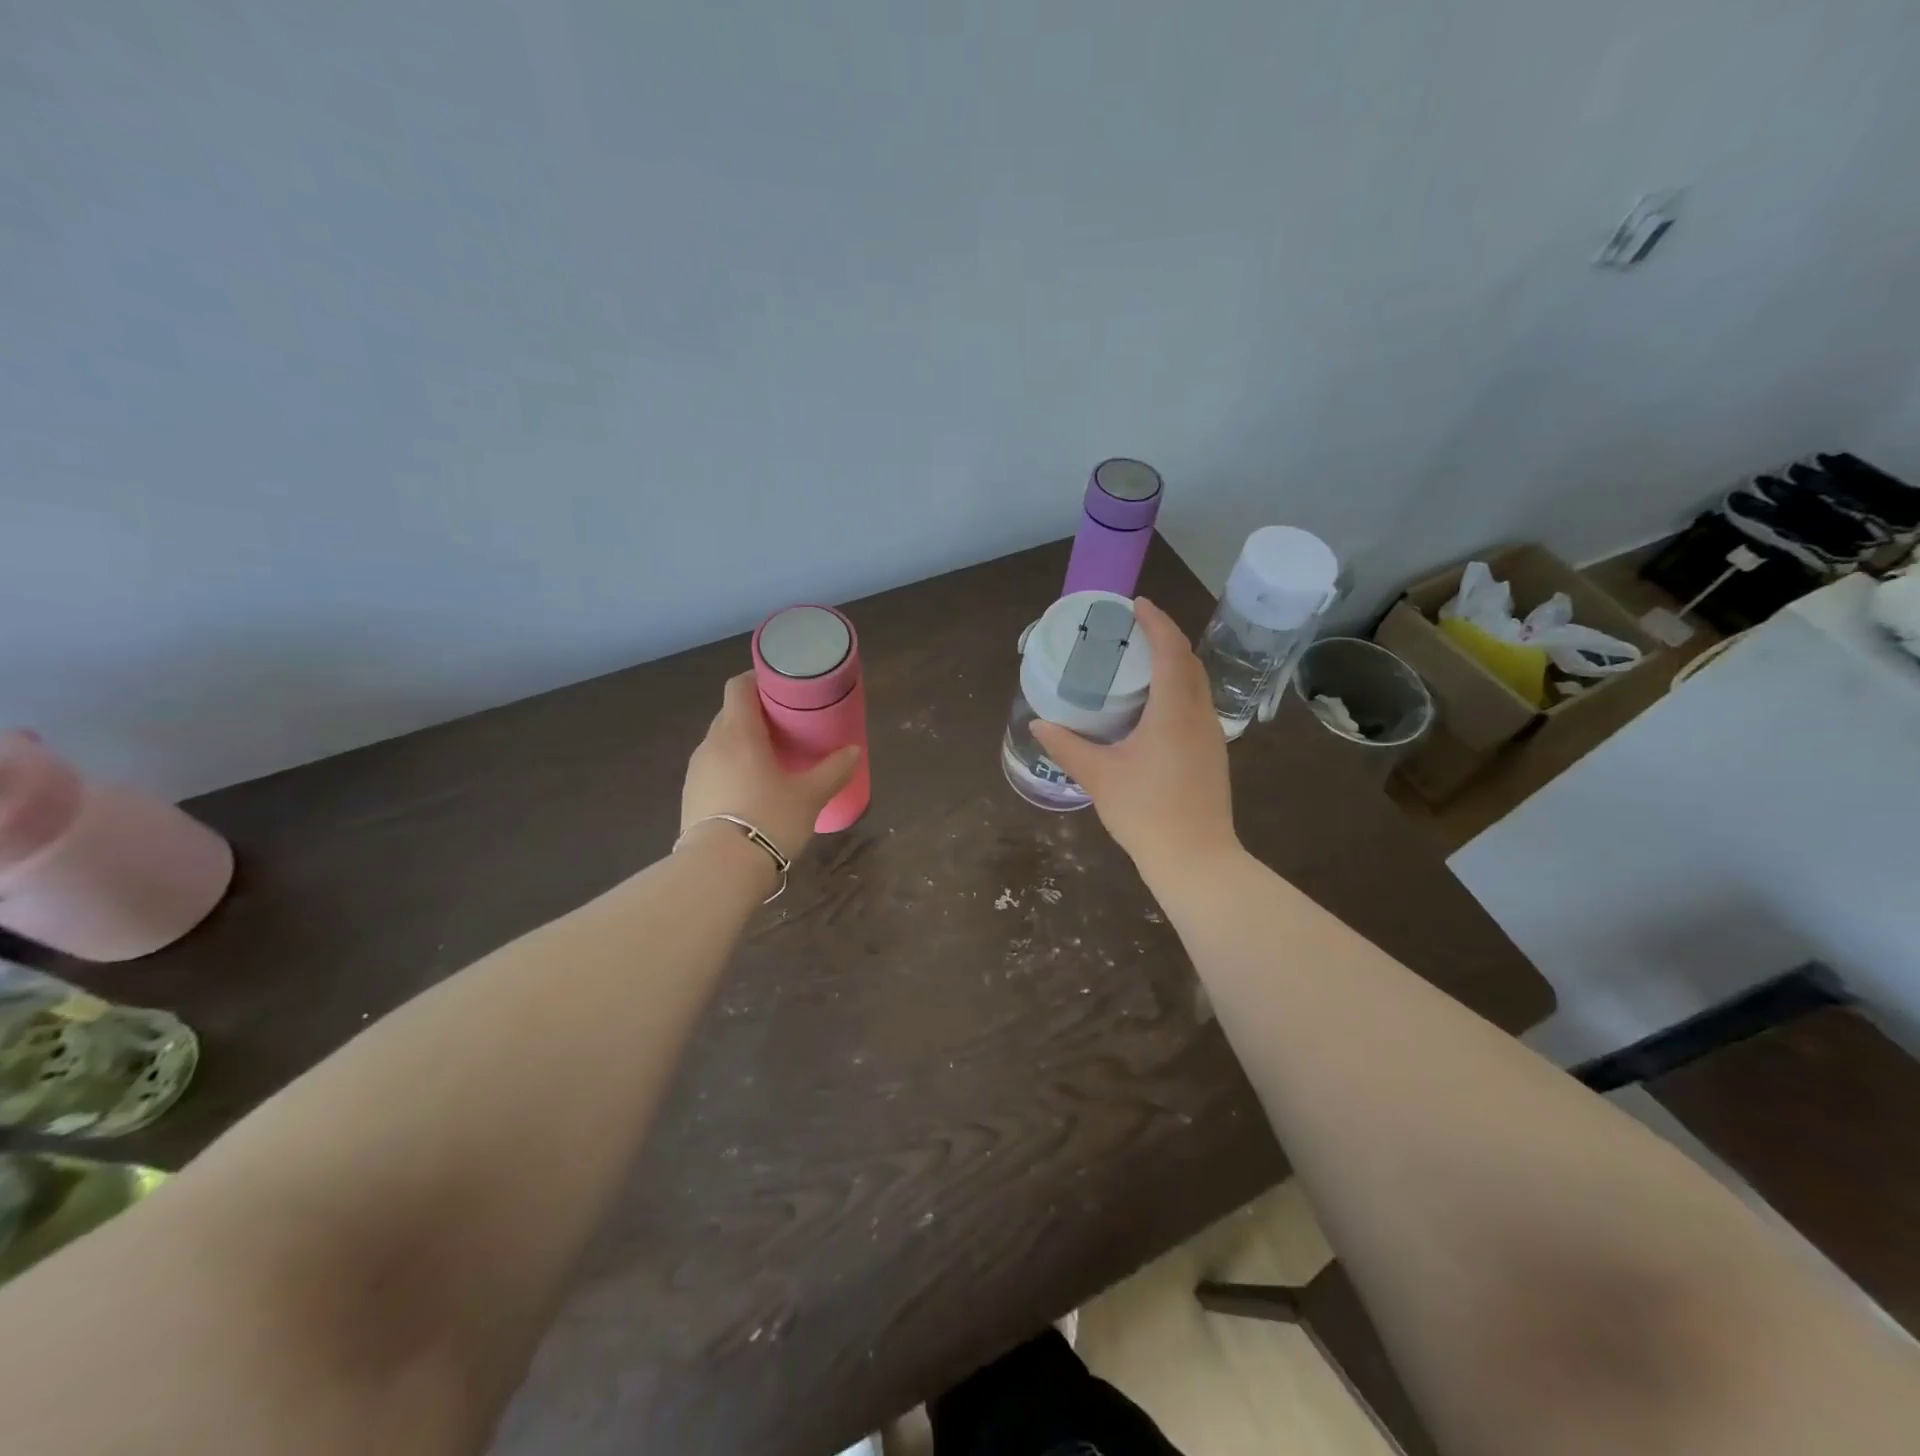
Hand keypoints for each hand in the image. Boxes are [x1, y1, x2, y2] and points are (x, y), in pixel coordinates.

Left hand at [681, 673, 861, 860]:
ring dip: (741, 744)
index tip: (780, 688)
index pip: (739, 687)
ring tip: (769, 760)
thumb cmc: (769, 819)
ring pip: (720, 743)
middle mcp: (711, 744)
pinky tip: (750, 790)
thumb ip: (833, 771)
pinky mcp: (690, 797)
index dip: (758, 680)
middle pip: (730, 714)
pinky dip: (731, 769)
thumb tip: (854, 751)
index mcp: (738, 732)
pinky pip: (713, 769)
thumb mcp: (810, 796)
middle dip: (755, 715)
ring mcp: (696, 771)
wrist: (720, 870)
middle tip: (784, 727)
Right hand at [1030, 598, 1239, 883]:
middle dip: (1165, 638)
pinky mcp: (1213, 754)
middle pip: (1188, 662)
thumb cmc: (1145, 812)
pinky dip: (1178, 689)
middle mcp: (1199, 715)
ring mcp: (1211, 735)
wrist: (1196, 859)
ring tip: (1141, 662)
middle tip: (1132, 631)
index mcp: (1174, 711)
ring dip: (1174, 663)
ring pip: (1197, 684)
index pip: (1170, 650)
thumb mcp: (1098, 776)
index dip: (1156, 622)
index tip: (1136, 604)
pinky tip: (1154, 706)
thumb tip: (1039, 723)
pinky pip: (1197, 705)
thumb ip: (1066, 746)